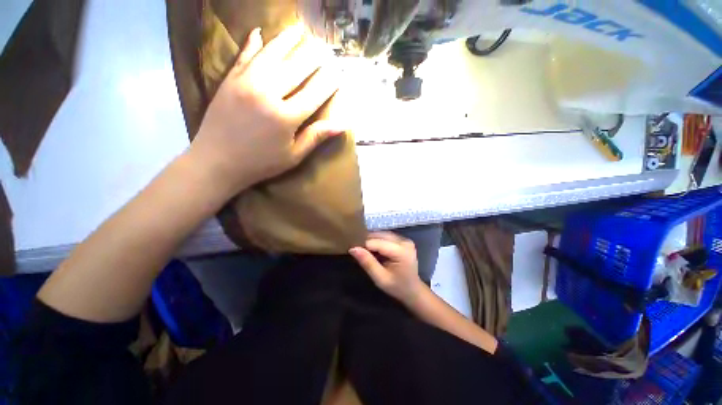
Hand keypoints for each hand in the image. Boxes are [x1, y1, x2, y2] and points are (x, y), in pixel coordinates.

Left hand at [189, 24, 344, 192]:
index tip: (338, 72)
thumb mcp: (294, 156)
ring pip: (271, 54)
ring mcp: (246, 82)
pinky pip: (244, 56)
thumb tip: (342, 125)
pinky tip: (259, 32)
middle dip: (313, 57)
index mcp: (286, 117)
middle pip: (296, 68)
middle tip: (324, 47)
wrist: (217, 161)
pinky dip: (252, 43)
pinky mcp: (230, 80)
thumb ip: (316, 136)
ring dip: (287, 40)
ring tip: (300, 29)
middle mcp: (268, 94)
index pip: (314, 93)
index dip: (329, 82)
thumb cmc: (261, 163)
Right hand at [349, 232, 425, 305]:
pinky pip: (386, 236)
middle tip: (356, 250)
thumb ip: (367, 262)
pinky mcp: (403, 240)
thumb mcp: (380, 278)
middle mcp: (404, 242)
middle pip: (380, 235)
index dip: (363, 245)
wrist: (413, 290)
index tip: (352, 250)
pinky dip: (378, 241)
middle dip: (367, 241)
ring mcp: (405, 239)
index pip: (377, 243)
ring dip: (372, 240)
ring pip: (382, 234)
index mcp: (401, 252)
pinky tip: (373, 249)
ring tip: (363, 249)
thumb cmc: (397, 287)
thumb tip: (353, 248)